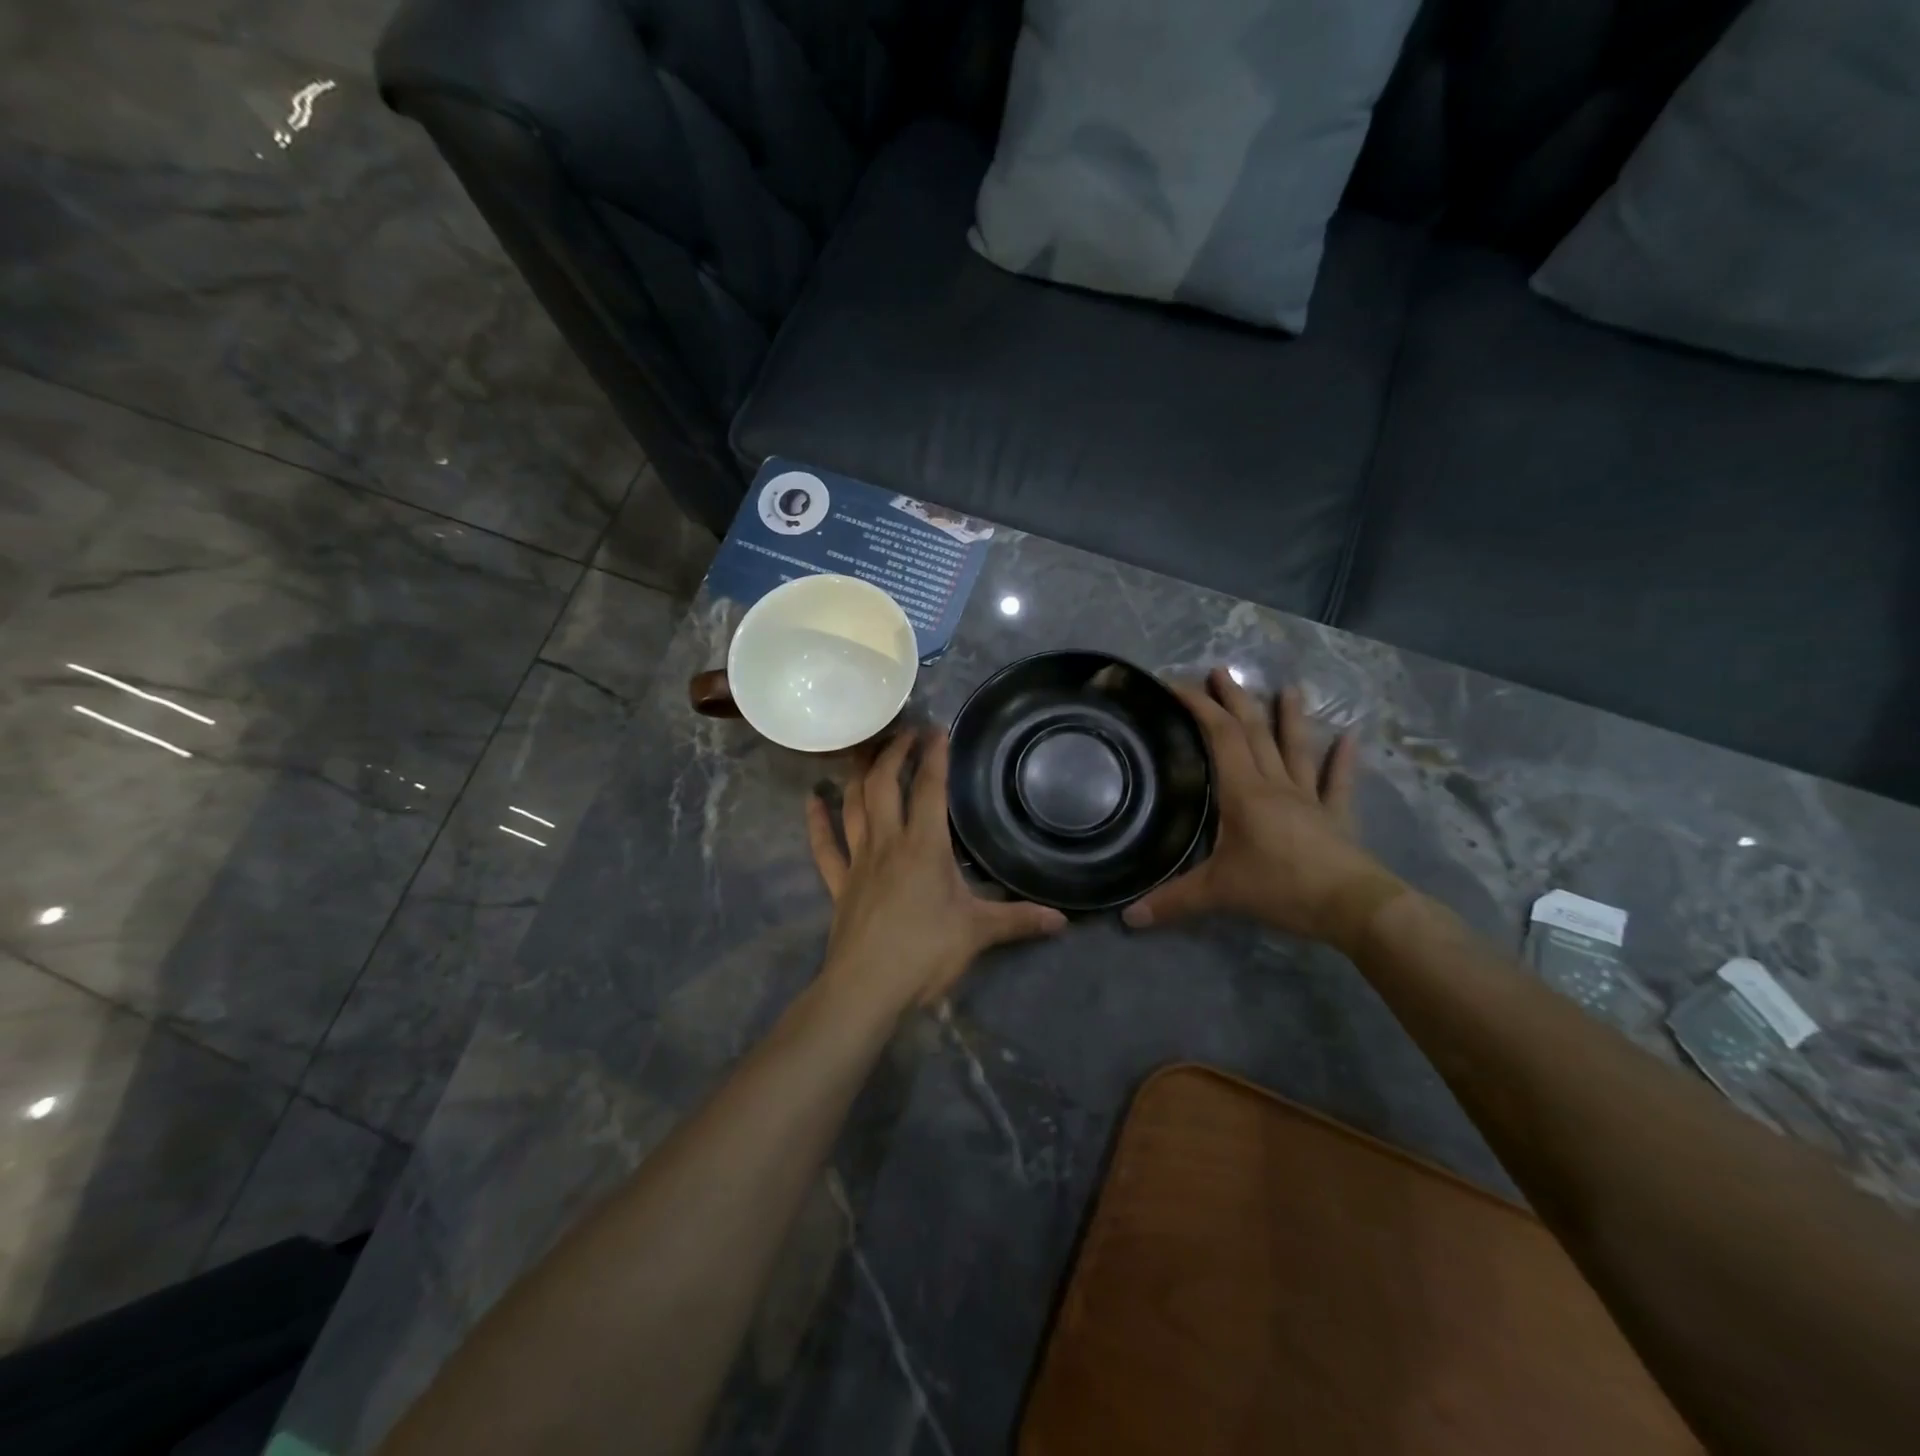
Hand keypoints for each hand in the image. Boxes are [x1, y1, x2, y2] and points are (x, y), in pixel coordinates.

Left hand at [807, 729, 1066, 1014]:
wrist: (866, 988)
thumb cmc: (924, 953)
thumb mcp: (978, 933)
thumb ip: (1019, 920)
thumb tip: (1063, 920)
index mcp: (924, 846)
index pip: (929, 788)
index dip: (934, 755)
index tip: (937, 729)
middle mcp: (888, 842)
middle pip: (884, 784)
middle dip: (893, 752)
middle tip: (903, 731)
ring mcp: (858, 861)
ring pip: (853, 805)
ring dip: (856, 774)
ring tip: (862, 750)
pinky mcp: (839, 884)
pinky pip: (824, 846)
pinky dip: (817, 820)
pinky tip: (811, 798)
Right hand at [1122, 669, 1405, 947]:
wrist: (1351, 906)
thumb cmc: (1281, 887)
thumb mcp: (1218, 894)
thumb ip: (1171, 902)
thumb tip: (1126, 919)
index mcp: (1244, 792)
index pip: (1220, 736)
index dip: (1199, 707)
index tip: (1176, 685)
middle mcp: (1276, 785)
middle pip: (1254, 733)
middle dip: (1235, 700)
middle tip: (1222, 671)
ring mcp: (1309, 798)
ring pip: (1296, 748)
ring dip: (1290, 717)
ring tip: (1289, 687)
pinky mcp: (1336, 817)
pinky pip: (1337, 782)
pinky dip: (1342, 760)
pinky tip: (1351, 737)